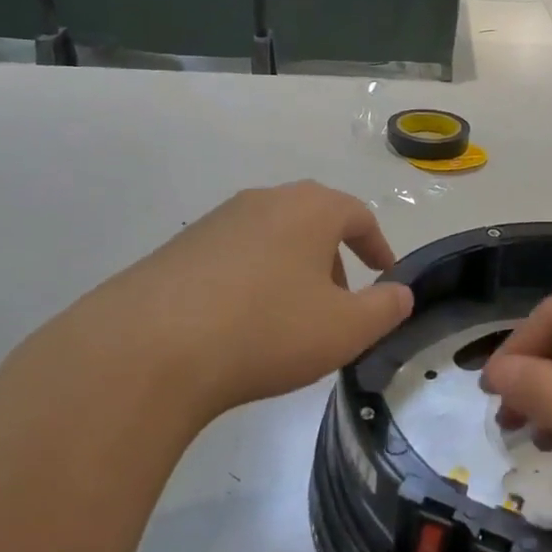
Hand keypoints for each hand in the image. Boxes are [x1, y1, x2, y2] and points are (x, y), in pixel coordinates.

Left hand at [48, 182, 413, 422]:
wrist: (151, 349)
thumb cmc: (267, 330)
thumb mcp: (345, 329)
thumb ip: (385, 308)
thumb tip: (400, 293)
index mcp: (307, 209)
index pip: (356, 215)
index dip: (377, 246)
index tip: (385, 275)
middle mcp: (260, 202)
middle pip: (310, 222)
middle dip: (332, 259)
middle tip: (339, 303)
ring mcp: (213, 223)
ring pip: (269, 239)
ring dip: (290, 271)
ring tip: (290, 319)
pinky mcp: (177, 251)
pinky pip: (231, 259)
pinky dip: (250, 282)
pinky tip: (240, 325)